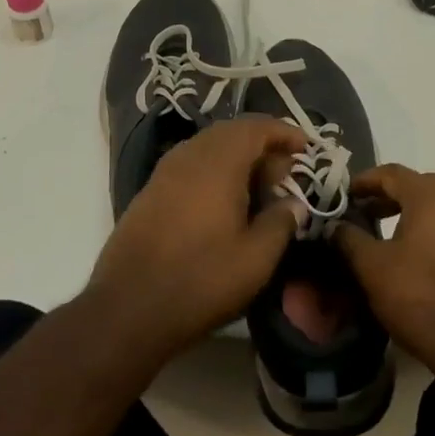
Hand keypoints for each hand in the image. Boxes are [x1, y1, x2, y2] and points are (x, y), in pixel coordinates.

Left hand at [87, 118, 303, 364]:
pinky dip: (215, 172)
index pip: (256, 127)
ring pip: (209, 148)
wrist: (127, 308)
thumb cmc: (200, 280)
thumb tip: (293, 203)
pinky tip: (225, 204)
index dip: (285, 132)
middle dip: (262, 146)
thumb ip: (281, 222)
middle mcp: (189, 155)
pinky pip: (191, 166)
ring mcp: (164, 172)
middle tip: (285, 175)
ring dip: (237, 159)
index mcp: (218, 162)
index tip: (306, 150)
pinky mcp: (150, 192)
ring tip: (259, 189)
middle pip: (231, 132)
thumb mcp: (256, 258)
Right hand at [336, 164, 434, 384]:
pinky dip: (423, 229)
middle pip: (416, 185)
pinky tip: (407, 256)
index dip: (363, 180)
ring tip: (379, 233)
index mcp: (430, 197)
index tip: (342, 194)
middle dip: (386, 194)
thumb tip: (335, 224)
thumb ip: (349, 238)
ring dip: (405, 212)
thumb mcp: (372, 266)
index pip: (392, 173)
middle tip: (360, 210)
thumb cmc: (418, 296)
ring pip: (433, 207)